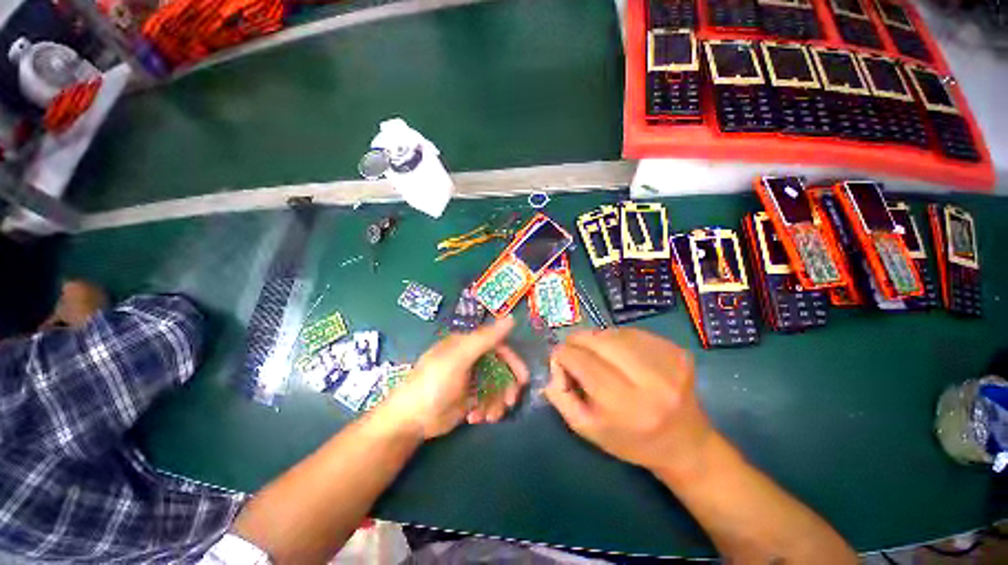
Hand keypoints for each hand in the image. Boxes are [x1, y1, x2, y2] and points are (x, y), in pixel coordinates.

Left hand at [377, 317, 528, 439]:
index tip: (523, 379)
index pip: (499, 346)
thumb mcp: (459, 358)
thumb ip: (485, 339)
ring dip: (497, 402)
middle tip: (510, 402)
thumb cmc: (434, 383)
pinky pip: (487, 401)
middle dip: (507, 386)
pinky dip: (486, 410)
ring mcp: (470, 379)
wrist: (410, 419)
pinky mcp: (468, 398)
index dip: (513, 361)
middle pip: (500, 368)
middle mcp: (471, 359)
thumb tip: (511, 318)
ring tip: (489, 416)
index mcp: (468, 345)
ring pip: (496, 387)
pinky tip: (474, 418)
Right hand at [544, 328, 715, 475]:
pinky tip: (620, 354)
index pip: (580, 359)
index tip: (559, 359)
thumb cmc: (630, 441)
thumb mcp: (586, 428)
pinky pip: (633, 333)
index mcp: (624, 403)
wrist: (685, 443)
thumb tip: (552, 364)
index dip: (562, 355)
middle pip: (597, 340)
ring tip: (597, 354)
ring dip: (597, 339)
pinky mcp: (677, 350)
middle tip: (574, 350)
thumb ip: (560, 395)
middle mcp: (649, 378)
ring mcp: (667, 361)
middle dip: (577, 341)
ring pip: (613, 332)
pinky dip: (618, 339)